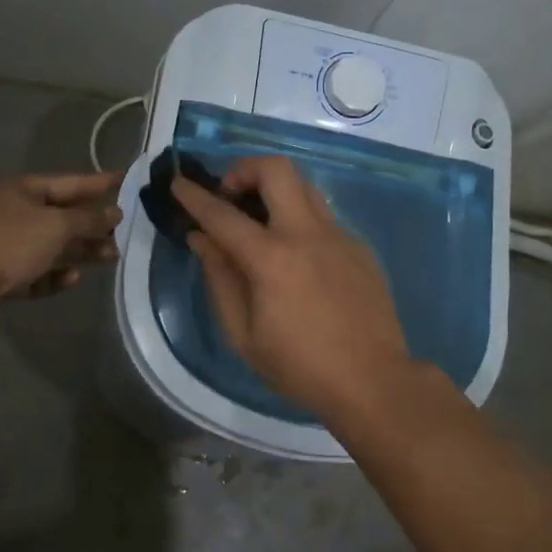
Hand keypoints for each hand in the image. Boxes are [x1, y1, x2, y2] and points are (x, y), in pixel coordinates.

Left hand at [0, 171, 121, 310]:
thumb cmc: (12, 242)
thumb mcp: (57, 226)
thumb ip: (89, 219)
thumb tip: (115, 212)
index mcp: (21, 189)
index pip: (69, 182)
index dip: (99, 182)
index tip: (126, 180)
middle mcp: (12, 212)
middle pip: (61, 216)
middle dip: (93, 225)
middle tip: (123, 233)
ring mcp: (4, 244)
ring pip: (52, 245)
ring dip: (81, 251)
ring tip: (111, 257)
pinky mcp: (1, 274)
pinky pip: (36, 271)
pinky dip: (55, 274)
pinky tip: (72, 278)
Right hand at [172, 157, 412, 415]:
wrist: (374, 381)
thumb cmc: (300, 367)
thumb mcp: (244, 335)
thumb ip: (220, 279)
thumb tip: (202, 239)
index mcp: (272, 259)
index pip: (223, 215)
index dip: (195, 197)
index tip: (178, 183)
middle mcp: (307, 234)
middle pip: (276, 169)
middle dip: (244, 170)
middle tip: (230, 197)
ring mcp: (339, 236)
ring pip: (304, 186)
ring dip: (275, 190)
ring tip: (260, 221)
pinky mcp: (359, 246)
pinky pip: (323, 216)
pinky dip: (299, 220)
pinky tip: (296, 258)